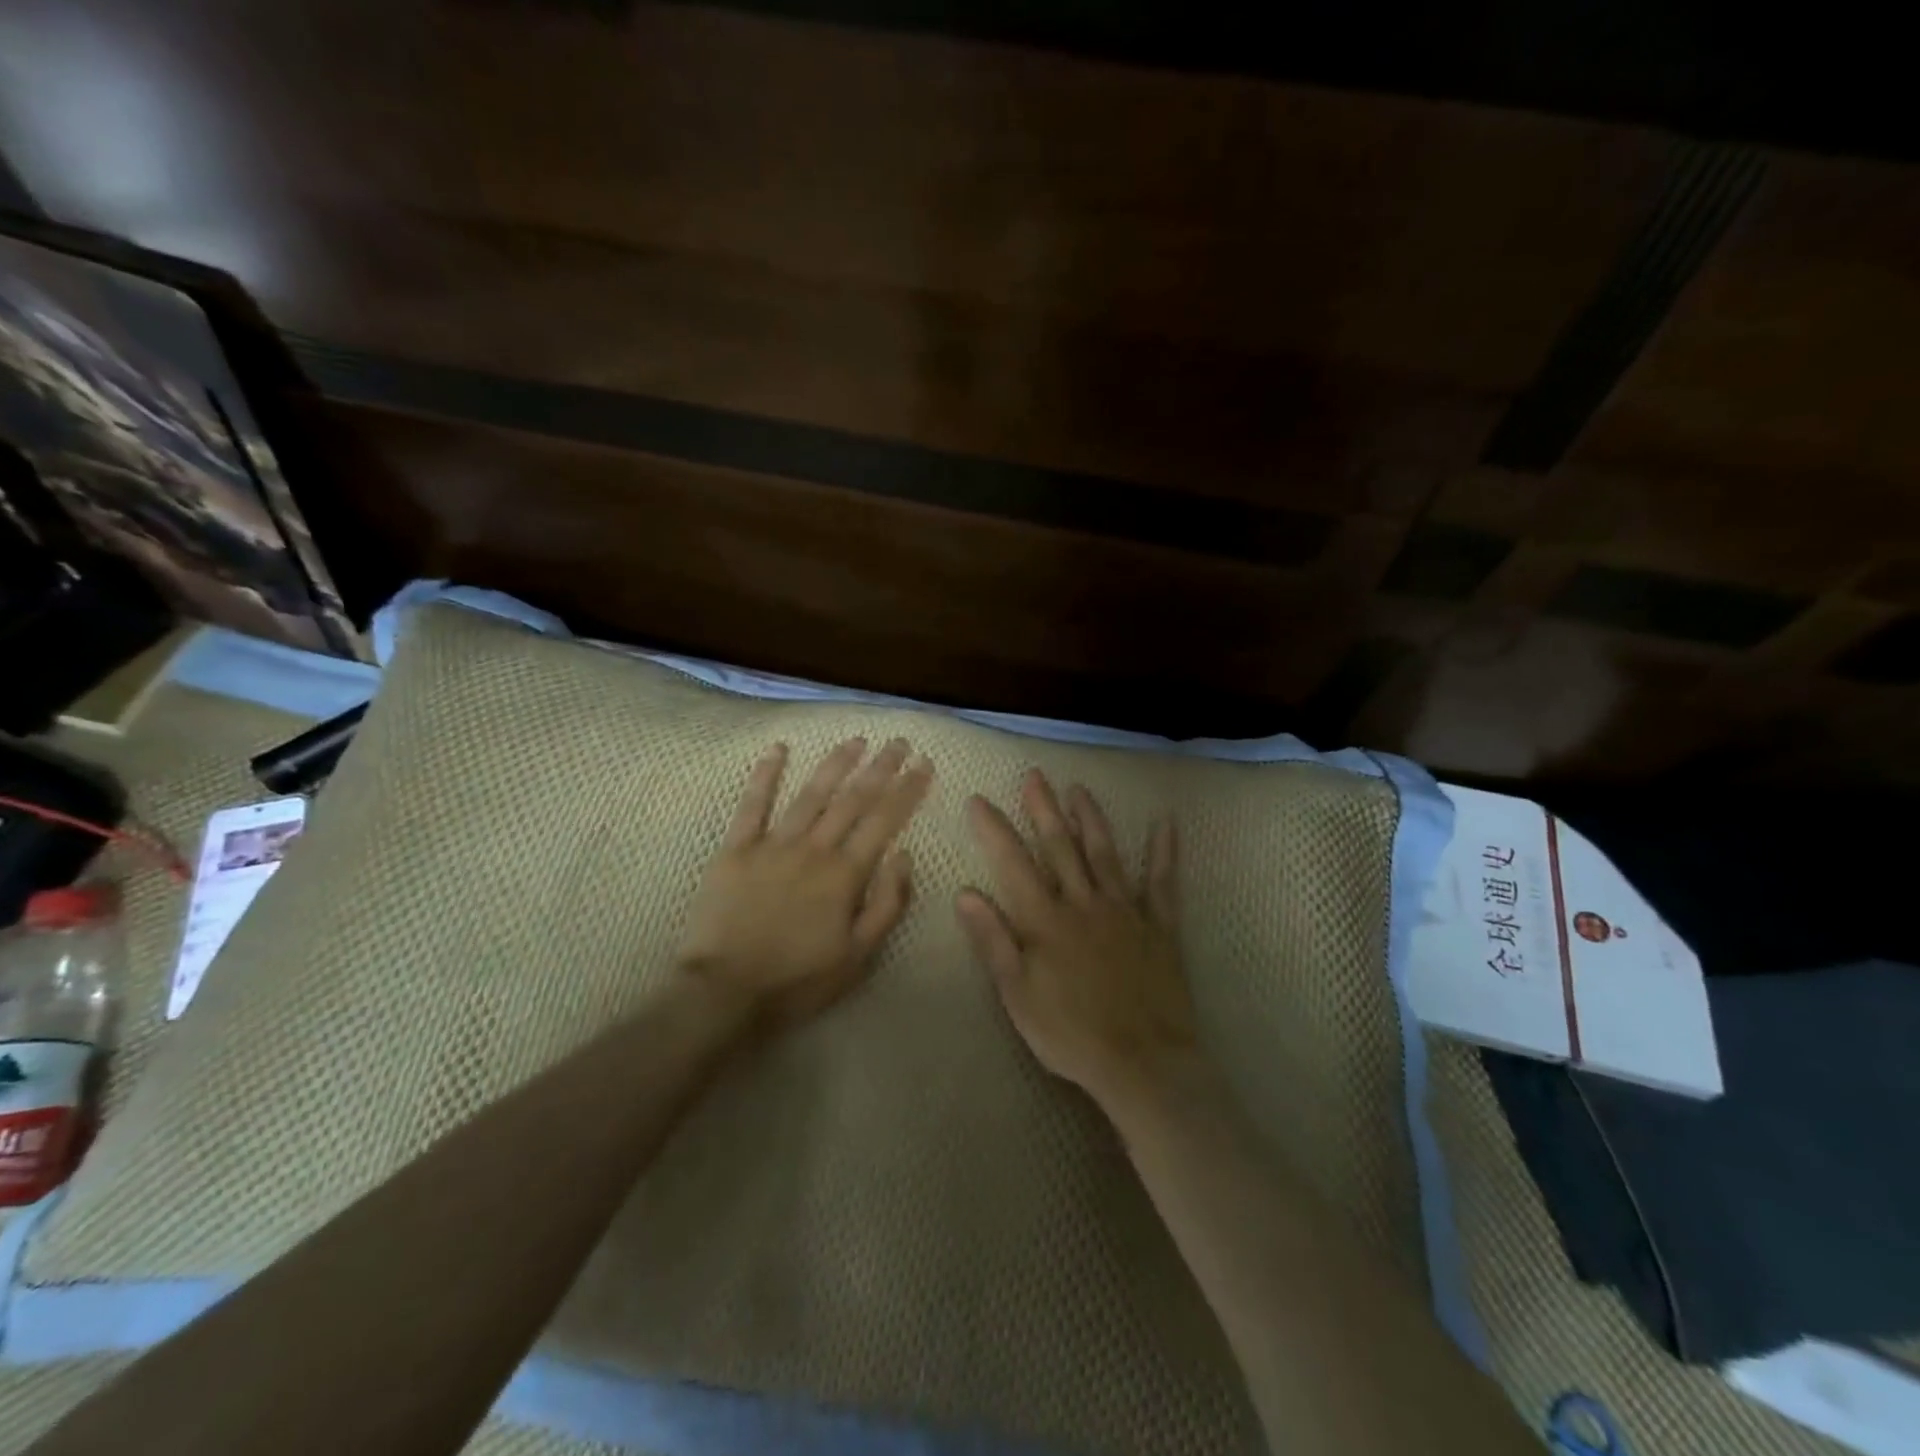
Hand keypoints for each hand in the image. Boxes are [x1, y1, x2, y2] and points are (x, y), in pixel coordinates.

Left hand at [678, 737, 932, 1023]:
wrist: (725, 993)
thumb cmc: (799, 980)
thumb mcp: (859, 956)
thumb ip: (887, 904)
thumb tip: (903, 855)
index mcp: (845, 874)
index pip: (885, 820)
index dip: (907, 789)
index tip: (924, 763)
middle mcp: (813, 848)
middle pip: (853, 799)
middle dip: (880, 767)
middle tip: (899, 741)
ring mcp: (772, 845)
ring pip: (810, 794)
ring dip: (836, 763)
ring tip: (856, 740)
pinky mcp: (735, 849)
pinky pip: (752, 805)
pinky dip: (765, 774)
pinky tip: (778, 749)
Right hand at [955, 770, 1196, 1115]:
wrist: (1142, 1063)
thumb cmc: (1069, 1034)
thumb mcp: (1017, 994)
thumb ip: (993, 940)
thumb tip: (966, 894)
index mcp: (1045, 920)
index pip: (1013, 863)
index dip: (994, 829)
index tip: (979, 799)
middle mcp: (1083, 903)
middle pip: (1060, 846)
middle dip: (1043, 809)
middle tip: (1034, 775)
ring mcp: (1125, 911)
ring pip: (1104, 853)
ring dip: (1090, 819)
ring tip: (1079, 789)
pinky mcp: (1159, 926)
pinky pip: (1162, 882)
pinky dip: (1163, 852)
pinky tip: (1166, 823)